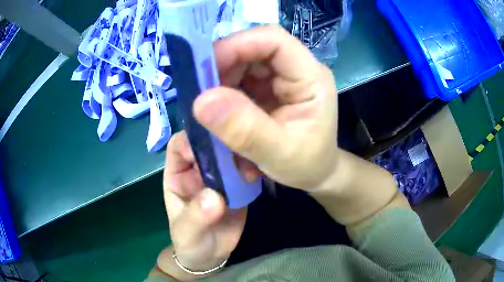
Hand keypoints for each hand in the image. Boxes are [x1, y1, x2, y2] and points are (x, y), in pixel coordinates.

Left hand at [157, 131, 246, 278]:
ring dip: (241, 154)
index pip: (180, 145)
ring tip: (253, 161)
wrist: (211, 256)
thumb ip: (196, 216)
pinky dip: (254, 168)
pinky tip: (262, 169)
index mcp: (178, 174)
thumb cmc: (190, 242)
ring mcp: (220, 177)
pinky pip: (246, 171)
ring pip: (229, 155)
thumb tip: (214, 197)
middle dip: (222, 142)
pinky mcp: (239, 186)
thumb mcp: (187, 232)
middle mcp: (199, 170)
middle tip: (239, 146)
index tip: (208, 148)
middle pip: (208, 145)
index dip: (191, 140)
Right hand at [193, 25, 337, 190]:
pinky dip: (223, 99)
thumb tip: (201, 102)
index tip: (204, 69)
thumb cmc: (307, 166)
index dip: (236, 45)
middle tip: (199, 97)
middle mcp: (295, 70)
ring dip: (219, 87)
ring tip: (211, 116)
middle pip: (252, 50)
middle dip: (221, 69)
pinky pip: (238, 82)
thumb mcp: (279, 155)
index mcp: (311, 77)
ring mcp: (280, 78)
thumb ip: (245, 130)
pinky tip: (221, 120)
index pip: (273, 40)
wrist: (315, 175)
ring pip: (241, 65)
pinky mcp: (267, 90)